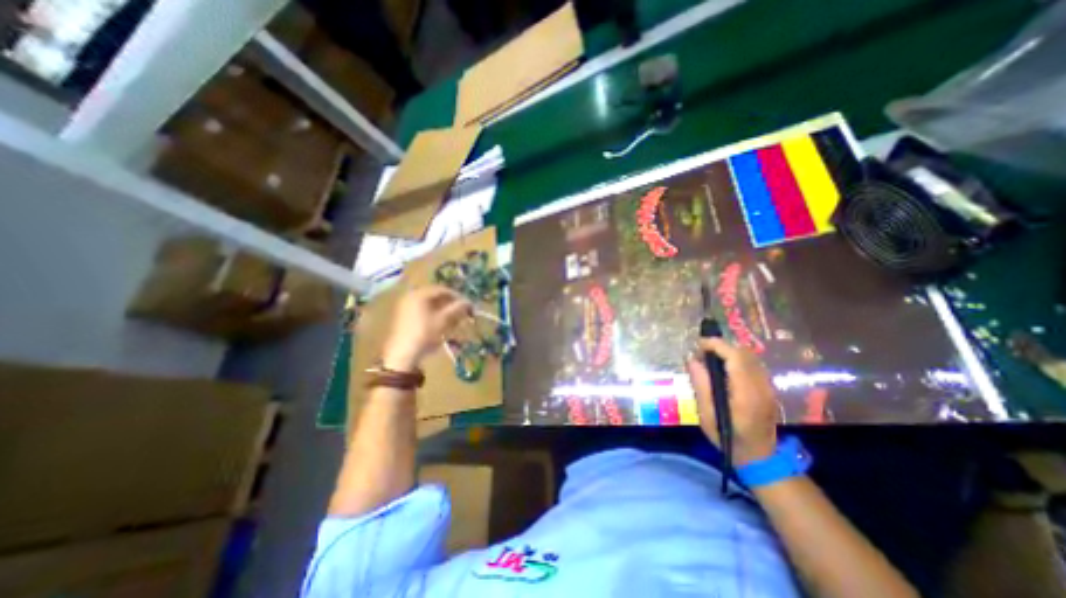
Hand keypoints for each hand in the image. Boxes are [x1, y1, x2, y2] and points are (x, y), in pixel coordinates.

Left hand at [379, 285, 468, 373]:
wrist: (403, 354)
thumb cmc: (424, 334)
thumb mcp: (443, 320)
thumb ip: (456, 309)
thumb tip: (469, 302)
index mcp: (419, 294)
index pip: (442, 290)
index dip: (457, 296)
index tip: (467, 304)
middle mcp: (411, 296)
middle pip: (435, 296)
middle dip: (450, 303)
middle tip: (461, 311)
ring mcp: (405, 306)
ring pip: (429, 303)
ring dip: (443, 309)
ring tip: (454, 318)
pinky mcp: (404, 316)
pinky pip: (422, 310)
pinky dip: (434, 313)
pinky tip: (441, 323)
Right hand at [688, 339, 779, 465]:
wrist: (759, 458)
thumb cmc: (728, 437)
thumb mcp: (707, 414)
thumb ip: (701, 385)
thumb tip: (692, 360)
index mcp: (746, 393)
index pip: (735, 357)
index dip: (716, 345)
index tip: (698, 344)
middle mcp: (761, 386)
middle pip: (744, 353)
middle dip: (721, 347)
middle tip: (701, 354)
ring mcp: (768, 387)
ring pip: (750, 357)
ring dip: (729, 352)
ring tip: (711, 360)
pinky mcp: (768, 389)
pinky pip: (753, 365)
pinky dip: (737, 360)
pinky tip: (724, 369)